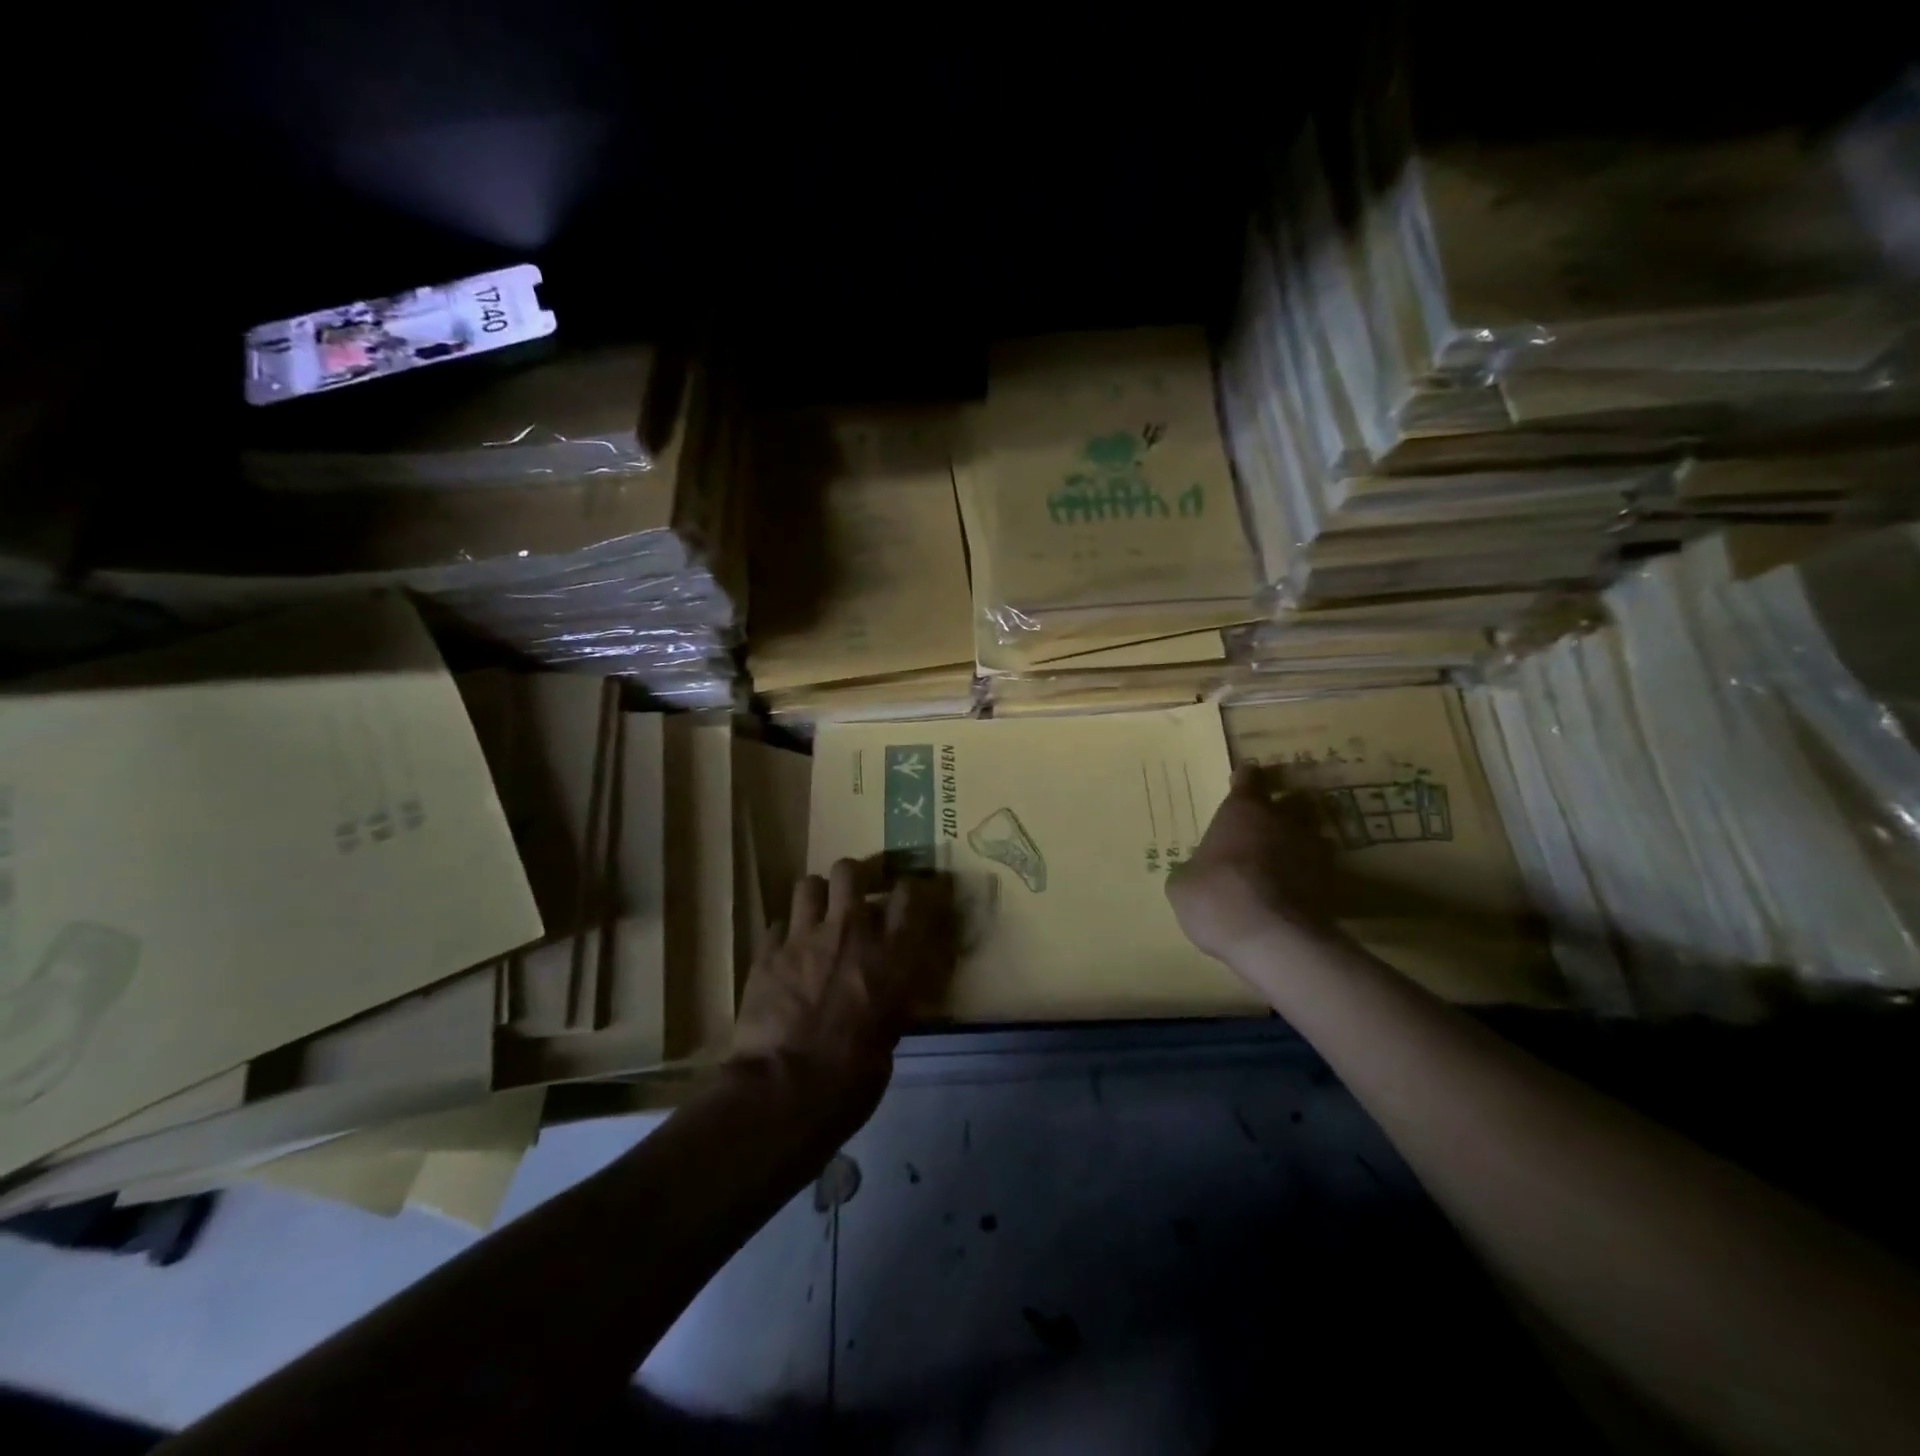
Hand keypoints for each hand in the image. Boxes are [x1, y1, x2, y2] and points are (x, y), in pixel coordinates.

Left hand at [729, 859, 956, 1135]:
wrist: (786, 1091)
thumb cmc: (852, 1077)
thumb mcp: (889, 1037)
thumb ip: (888, 999)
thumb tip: (883, 995)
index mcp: (891, 955)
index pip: (909, 895)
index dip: (908, 888)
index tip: (905, 895)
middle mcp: (850, 932)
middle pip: (849, 871)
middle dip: (851, 879)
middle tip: (851, 899)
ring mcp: (804, 937)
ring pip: (808, 885)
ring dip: (814, 899)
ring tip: (815, 919)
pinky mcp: (767, 952)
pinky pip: (776, 925)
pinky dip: (783, 936)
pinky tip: (783, 955)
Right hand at [1166, 764, 1338, 963]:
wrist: (1273, 938)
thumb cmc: (1216, 897)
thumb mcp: (1182, 885)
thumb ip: (1194, 869)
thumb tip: (1196, 873)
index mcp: (1243, 811)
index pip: (1249, 778)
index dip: (1244, 780)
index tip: (1242, 782)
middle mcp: (1282, 820)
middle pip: (1289, 801)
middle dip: (1279, 811)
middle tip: (1263, 827)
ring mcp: (1312, 850)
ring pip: (1310, 834)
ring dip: (1297, 844)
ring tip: (1283, 863)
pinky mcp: (1332, 883)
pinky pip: (1318, 871)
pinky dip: (1308, 877)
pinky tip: (1293, 894)